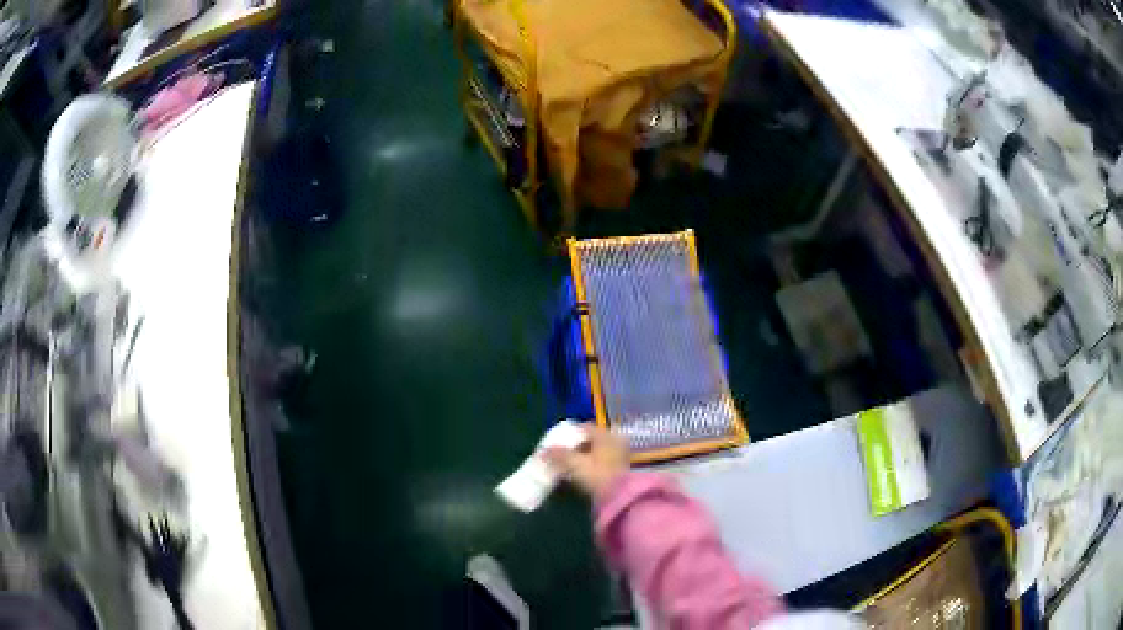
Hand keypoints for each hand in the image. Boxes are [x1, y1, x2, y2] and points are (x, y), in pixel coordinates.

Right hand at [544, 425, 628, 498]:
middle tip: (561, 455)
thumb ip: (558, 456)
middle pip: (590, 440)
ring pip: (596, 452)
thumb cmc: (597, 475)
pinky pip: (602, 462)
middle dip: (575, 447)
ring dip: (583, 457)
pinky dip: (591, 465)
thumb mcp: (574, 464)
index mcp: (605, 434)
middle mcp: (615, 440)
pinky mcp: (621, 469)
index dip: (568, 435)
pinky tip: (582, 474)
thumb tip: (541, 452)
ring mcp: (620, 454)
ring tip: (568, 466)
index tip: (557, 444)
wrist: (621, 497)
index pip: (583, 428)